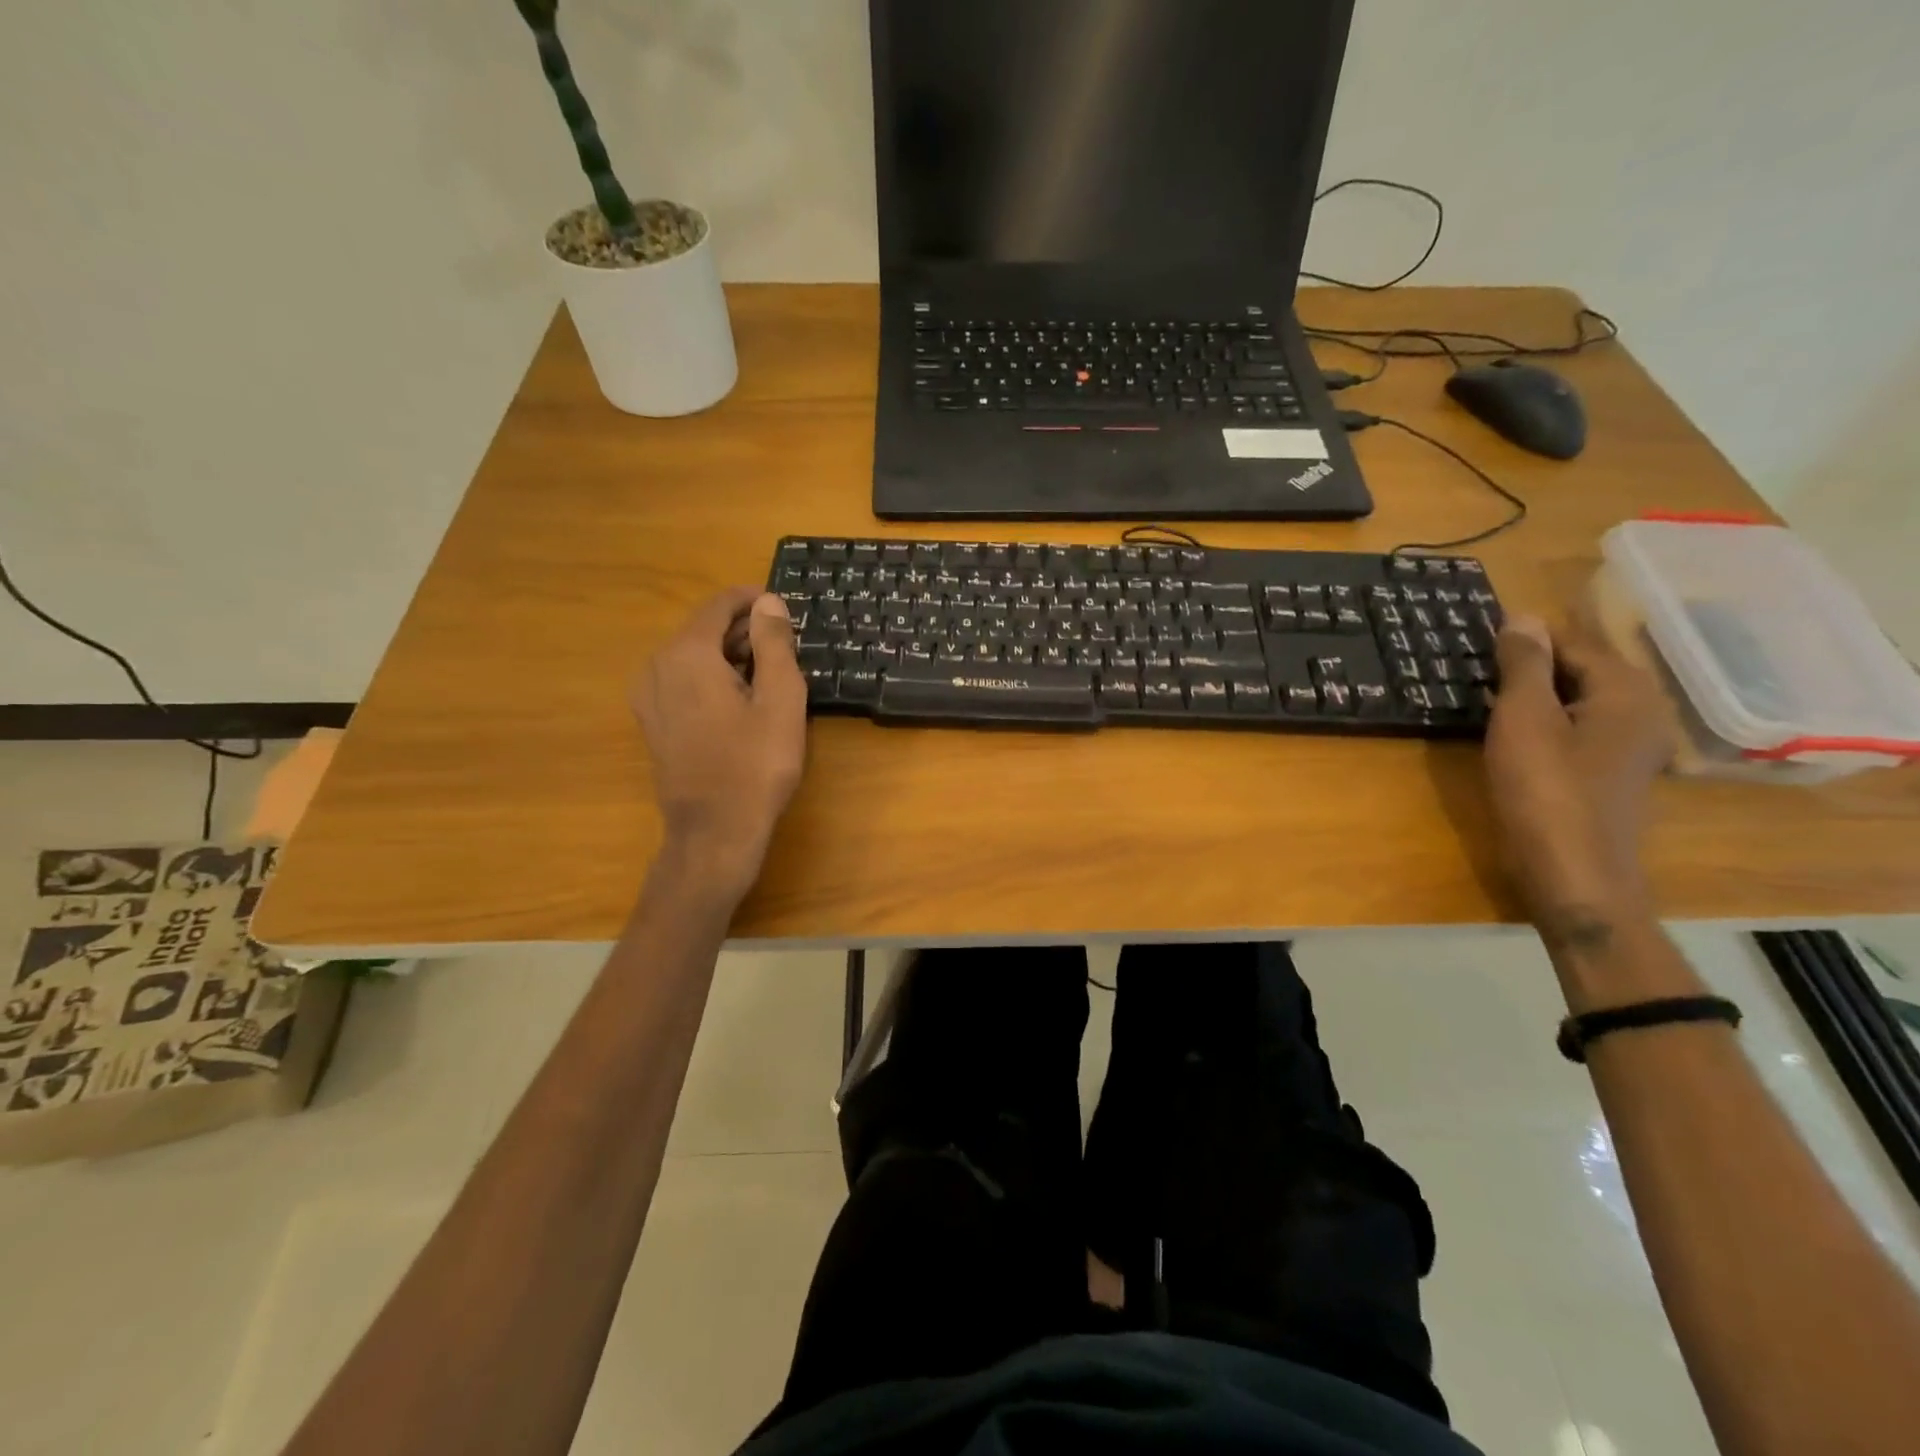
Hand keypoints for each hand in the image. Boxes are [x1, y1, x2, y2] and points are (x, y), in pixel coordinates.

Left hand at [631, 589, 807, 900]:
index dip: (753, 601)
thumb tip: (769, 603)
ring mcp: (648, 696)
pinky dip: (711, 677)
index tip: (785, 608)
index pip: (719, 605)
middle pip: (703, 629)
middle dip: (744, 630)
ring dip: (729, 654)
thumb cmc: (755, 764)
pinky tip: (741, 700)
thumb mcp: (780, 699)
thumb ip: (775, 643)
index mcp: (686, 654)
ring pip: (692, 655)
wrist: (714, 831)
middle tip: (786, 646)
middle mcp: (657, 666)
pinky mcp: (652, 721)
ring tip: (769, 673)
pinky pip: (682, 681)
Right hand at [1484, 614, 1675, 940]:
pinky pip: (1577, 726)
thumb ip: (1525, 666)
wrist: (1575, 874)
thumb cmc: (1545, 791)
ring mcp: (1630, 744)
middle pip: (1580, 668)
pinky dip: (1546, 719)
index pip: (1572, 641)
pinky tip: (1512, 731)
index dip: (1525, 637)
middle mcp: (1640, 709)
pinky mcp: (1612, 771)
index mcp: (1625, 690)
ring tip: (1486, 692)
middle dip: (1531, 663)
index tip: (1478, 637)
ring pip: (1577, 699)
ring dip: (1535, 692)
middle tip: (1475, 663)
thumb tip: (1522, 616)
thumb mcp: (1524, 720)